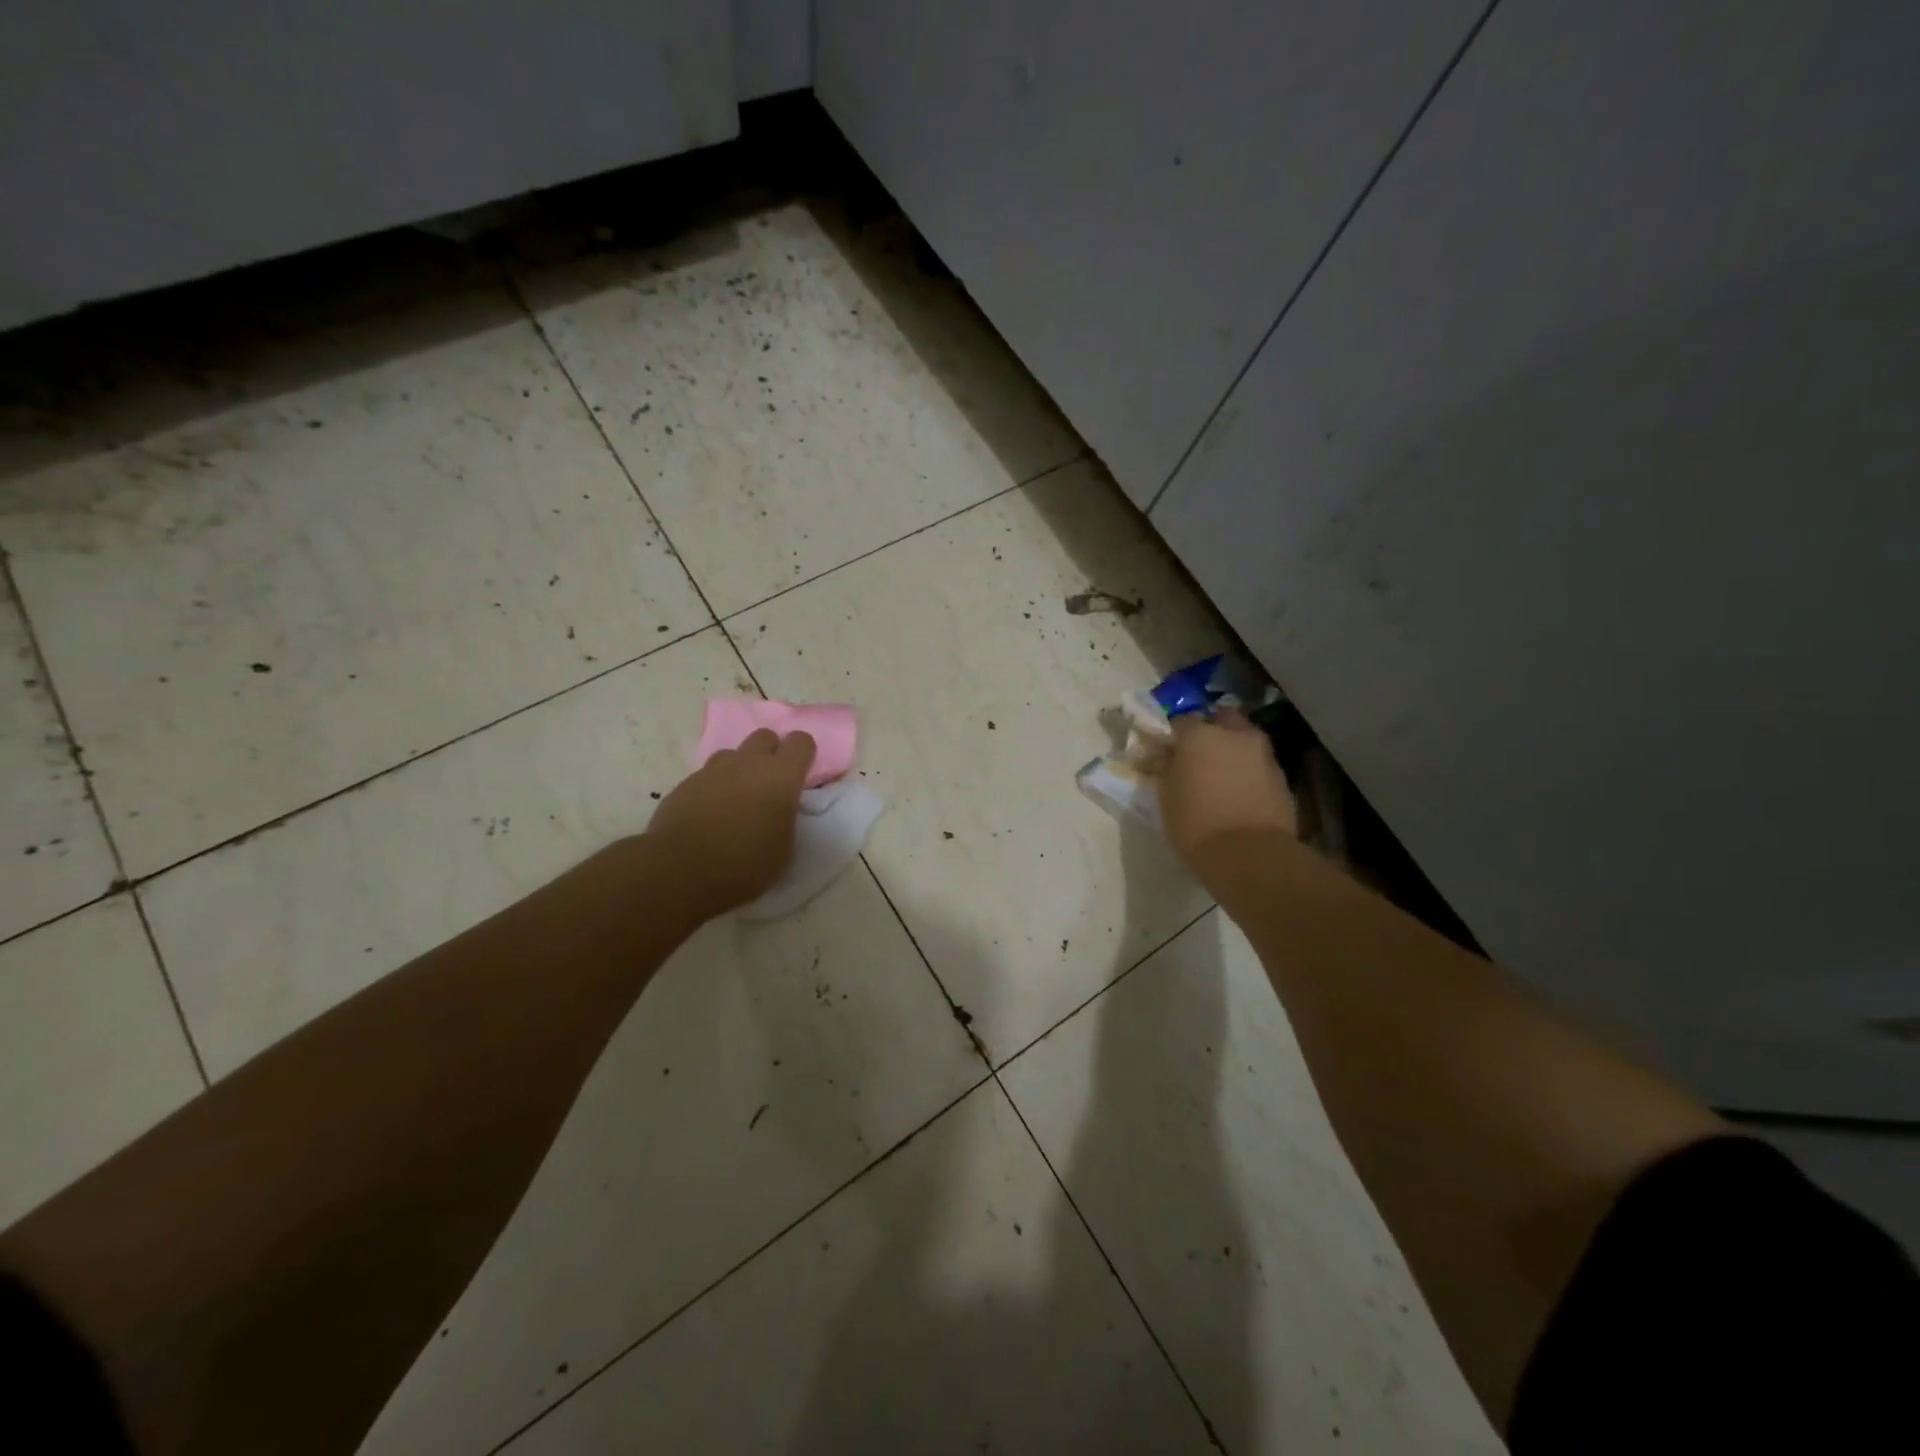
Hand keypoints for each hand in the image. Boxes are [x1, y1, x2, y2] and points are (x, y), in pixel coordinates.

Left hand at [647, 729, 815, 918]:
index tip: (801, 776)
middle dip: (770, 753)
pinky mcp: (684, 784)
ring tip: (736, 799)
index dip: (803, 755)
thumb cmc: (745, 865)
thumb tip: (779, 812)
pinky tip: (708, 815)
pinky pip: (706, 776)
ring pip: (732, 753)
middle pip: (765, 736)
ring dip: (739, 769)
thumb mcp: (785, 850)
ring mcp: (712, 771)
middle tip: (769, 785)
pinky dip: (712, 789)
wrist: (680, 871)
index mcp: (781, 776)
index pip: (801, 741)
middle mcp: (747, 763)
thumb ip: (786, 820)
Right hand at [1161, 709, 1297, 876]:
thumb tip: (1170, 758)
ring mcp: (1263, 754)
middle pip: (1222, 719)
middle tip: (1200, 756)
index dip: (1174, 736)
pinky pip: (1259, 765)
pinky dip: (1250, 772)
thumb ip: (1168, 768)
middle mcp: (1234, 734)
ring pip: (1245, 741)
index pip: (1181, 721)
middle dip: (1212, 731)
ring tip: (1223, 777)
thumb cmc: (1195, 824)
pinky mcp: (1282, 777)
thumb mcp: (1166, 796)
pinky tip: (1241, 793)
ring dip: (1234, 751)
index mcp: (1199, 734)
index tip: (1169, 752)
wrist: (1250, 855)